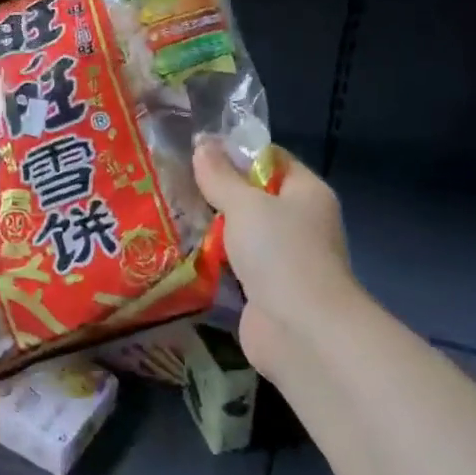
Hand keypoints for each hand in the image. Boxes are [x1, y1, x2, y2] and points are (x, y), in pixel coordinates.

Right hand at [192, 142, 359, 382]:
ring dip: (211, 227)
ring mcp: (283, 258)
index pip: (272, 159)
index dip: (237, 150)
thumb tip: (202, 144)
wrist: (301, 330)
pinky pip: (234, 264)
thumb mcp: (245, 204)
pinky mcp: (265, 289)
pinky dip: (212, 259)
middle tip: (174, 179)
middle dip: (216, 190)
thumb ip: (220, 175)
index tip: (197, 148)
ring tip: (168, 210)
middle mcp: (299, 222)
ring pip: (241, 232)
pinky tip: (179, 248)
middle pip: (254, 196)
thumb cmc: (280, 253)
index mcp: (307, 193)